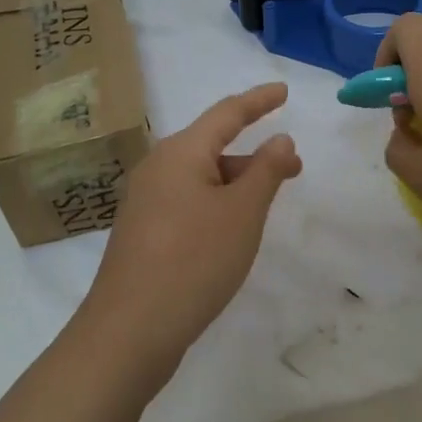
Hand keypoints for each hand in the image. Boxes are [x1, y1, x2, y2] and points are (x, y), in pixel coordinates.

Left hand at [79, 83, 301, 377]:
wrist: (129, 330)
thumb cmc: (193, 261)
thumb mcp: (242, 213)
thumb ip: (266, 171)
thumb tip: (281, 139)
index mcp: (180, 152)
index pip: (227, 113)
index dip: (258, 101)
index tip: (283, 91)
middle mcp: (158, 167)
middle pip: (212, 145)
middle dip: (253, 153)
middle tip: (292, 167)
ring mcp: (146, 201)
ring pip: (200, 176)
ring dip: (236, 181)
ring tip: (266, 202)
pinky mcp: (143, 231)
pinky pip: (188, 201)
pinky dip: (216, 202)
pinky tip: (230, 228)